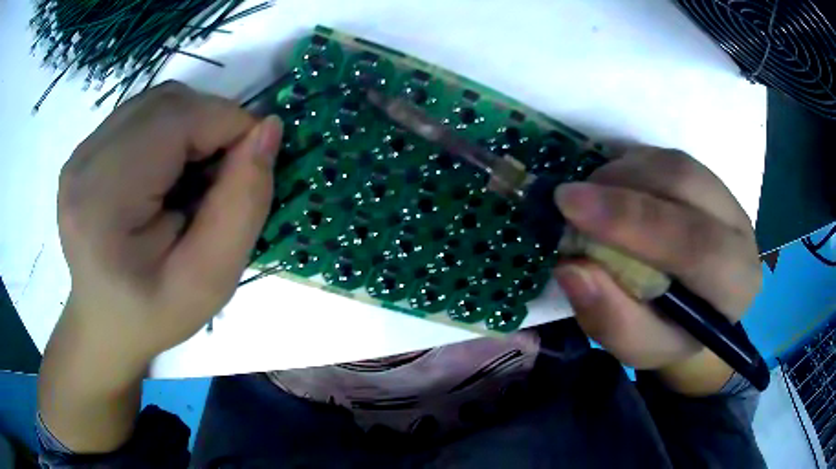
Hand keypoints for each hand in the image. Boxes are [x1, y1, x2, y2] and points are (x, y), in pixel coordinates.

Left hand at [57, 81, 282, 365]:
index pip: (178, 121)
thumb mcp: (211, 279)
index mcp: (103, 201)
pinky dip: (171, 131)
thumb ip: (243, 204)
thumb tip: (269, 129)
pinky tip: (167, 173)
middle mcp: (84, 163)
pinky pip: (142, 114)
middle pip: (168, 104)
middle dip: (211, 126)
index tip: (251, 164)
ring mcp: (80, 153)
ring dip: (191, 127)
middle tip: (221, 178)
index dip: (229, 126)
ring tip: (192, 179)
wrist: (106, 323)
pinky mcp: (85, 151)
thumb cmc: (155, 313)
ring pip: (158, 102)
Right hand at [552, 147, 761, 392]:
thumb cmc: (670, 335)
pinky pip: (665, 156)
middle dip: (621, 186)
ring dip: (622, 172)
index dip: (633, 220)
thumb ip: (611, 318)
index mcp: (735, 285)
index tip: (570, 204)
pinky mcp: (707, 178)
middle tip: (570, 200)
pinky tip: (611, 188)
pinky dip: (630, 165)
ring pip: (673, 163)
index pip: (695, 244)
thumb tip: (571, 266)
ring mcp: (725, 196)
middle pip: (685, 184)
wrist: (697, 311)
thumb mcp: (639, 348)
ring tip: (591, 199)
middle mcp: (740, 231)